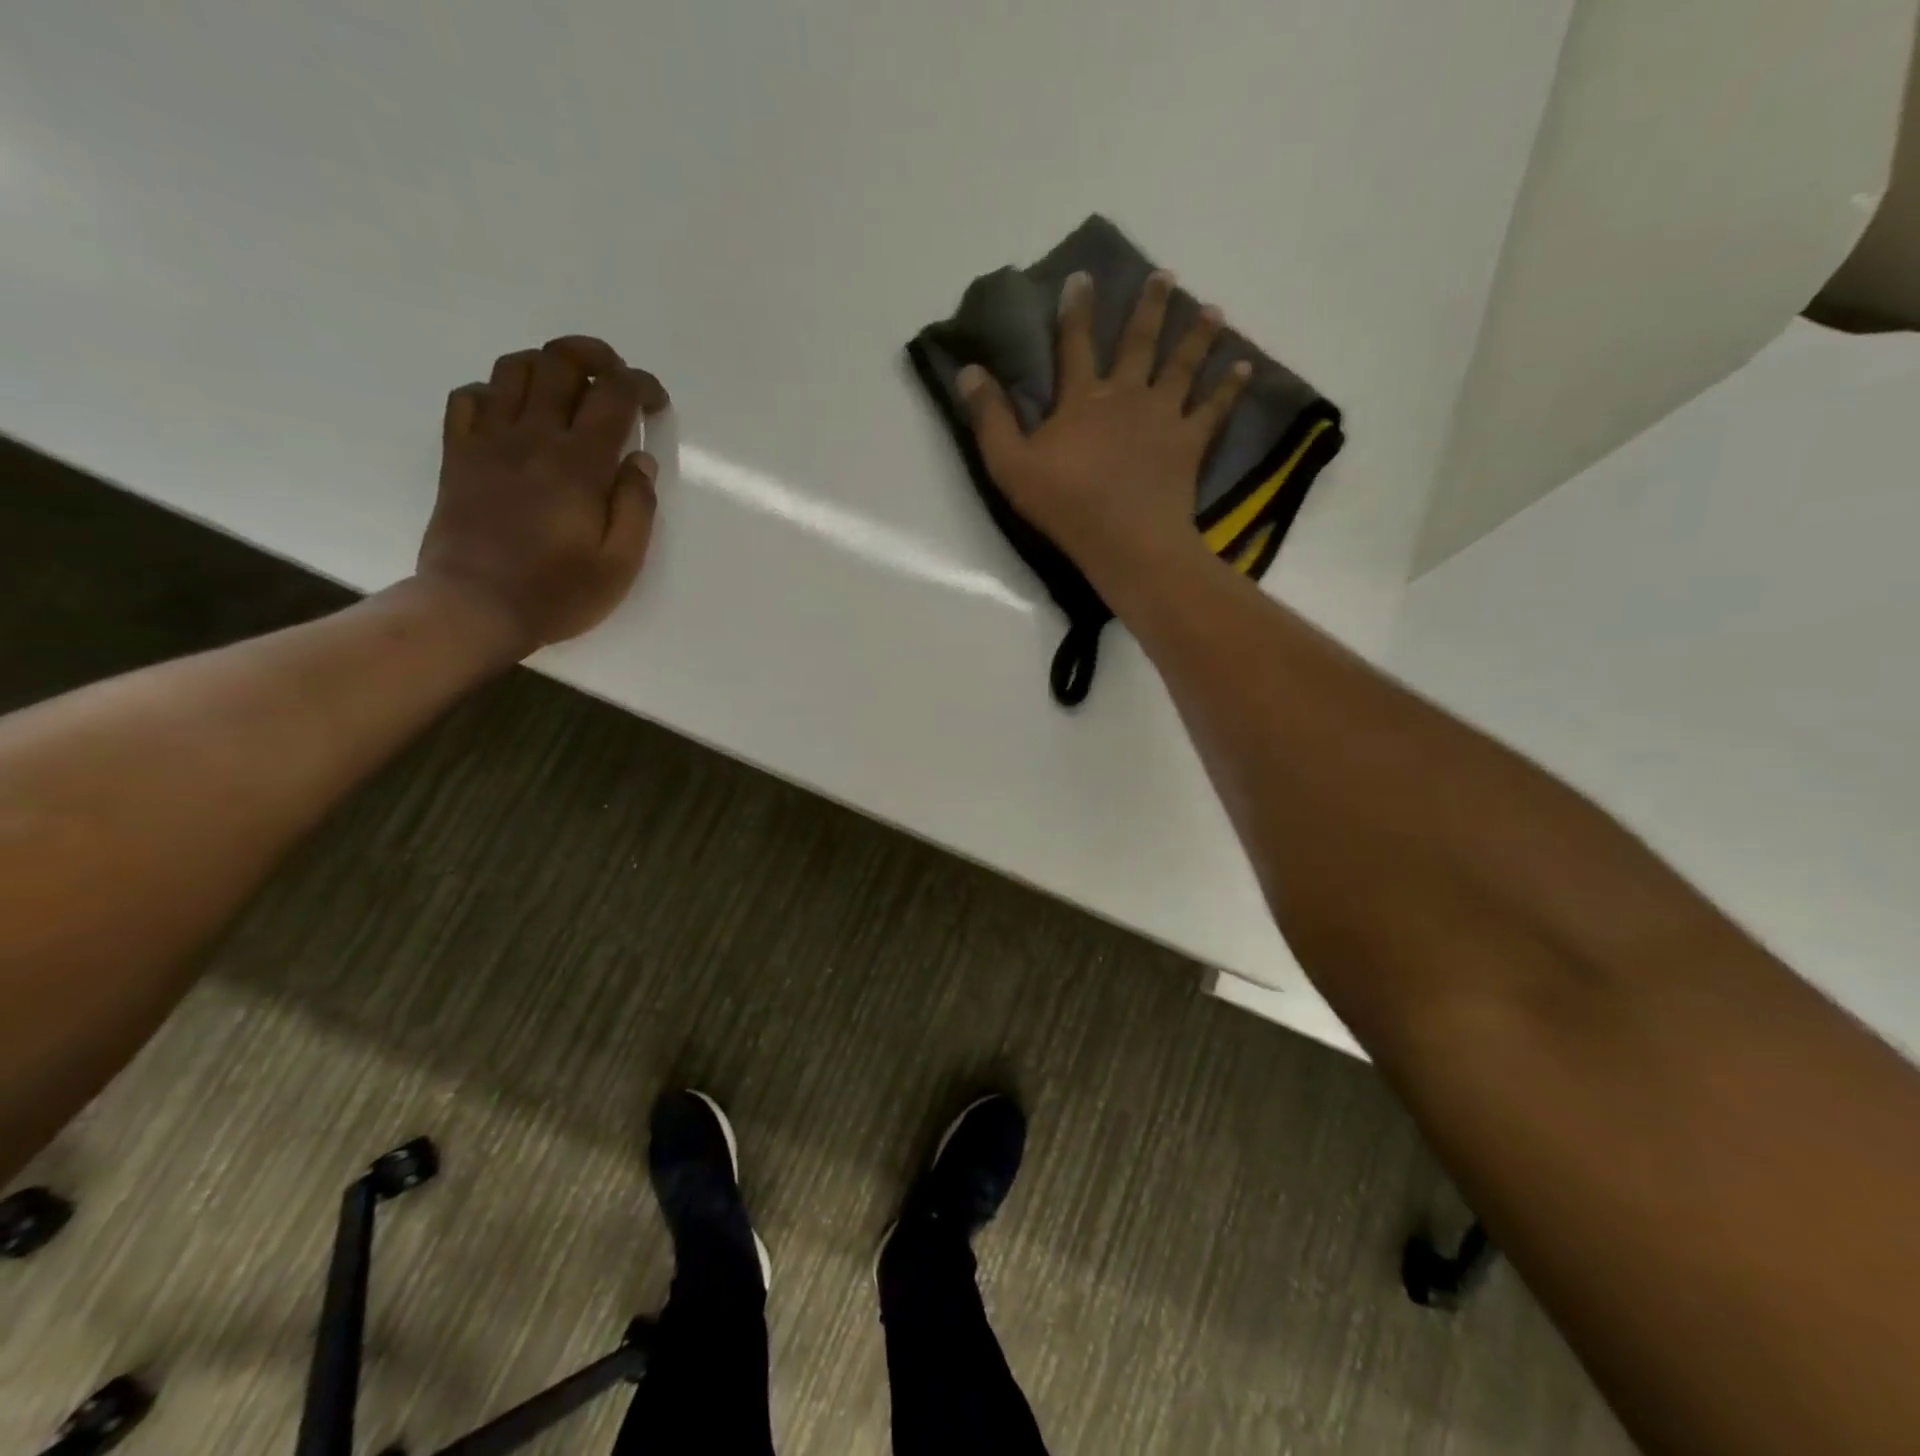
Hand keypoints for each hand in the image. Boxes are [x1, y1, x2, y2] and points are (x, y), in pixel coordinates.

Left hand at [416, 335, 668, 653]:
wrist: (474, 607)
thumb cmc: (557, 593)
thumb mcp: (621, 564)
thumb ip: (636, 508)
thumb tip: (640, 460)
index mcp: (579, 465)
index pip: (614, 396)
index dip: (641, 385)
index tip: (655, 402)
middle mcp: (533, 438)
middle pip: (560, 363)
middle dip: (596, 356)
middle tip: (615, 376)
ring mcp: (488, 441)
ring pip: (514, 369)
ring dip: (547, 365)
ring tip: (569, 389)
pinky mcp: (457, 454)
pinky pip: (469, 397)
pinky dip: (496, 391)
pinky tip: (514, 413)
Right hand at [958, 269, 1249, 574]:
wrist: (1125, 539)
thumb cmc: (1065, 504)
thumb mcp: (1010, 465)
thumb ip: (990, 418)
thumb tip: (969, 371)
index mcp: (1081, 399)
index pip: (1075, 344)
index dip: (1076, 311)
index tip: (1083, 277)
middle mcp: (1125, 395)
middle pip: (1139, 343)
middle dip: (1150, 307)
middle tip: (1165, 276)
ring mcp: (1163, 416)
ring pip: (1182, 366)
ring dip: (1197, 336)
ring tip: (1212, 310)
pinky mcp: (1189, 443)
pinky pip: (1214, 409)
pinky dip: (1229, 388)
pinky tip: (1244, 367)